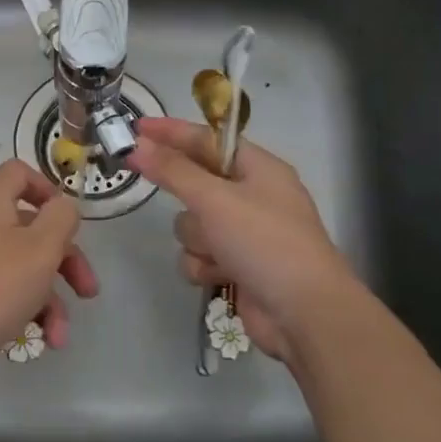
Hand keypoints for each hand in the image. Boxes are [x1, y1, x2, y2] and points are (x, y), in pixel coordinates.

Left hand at [0, 160, 98, 383]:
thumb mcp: (41, 248)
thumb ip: (61, 219)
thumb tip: (63, 206)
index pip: (17, 173)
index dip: (48, 190)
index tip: (69, 223)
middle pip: (27, 227)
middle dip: (63, 260)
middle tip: (87, 289)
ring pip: (17, 266)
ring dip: (48, 297)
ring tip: (61, 333)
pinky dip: (23, 310)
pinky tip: (42, 340)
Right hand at [126, 117, 351, 360]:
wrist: (304, 314)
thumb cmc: (265, 242)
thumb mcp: (215, 199)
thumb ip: (172, 171)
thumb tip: (137, 145)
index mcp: (258, 168)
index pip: (207, 140)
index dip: (171, 132)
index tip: (136, 128)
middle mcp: (252, 197)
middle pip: (195, 184)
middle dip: (187, 200)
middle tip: (158, 189)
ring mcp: (244, 234)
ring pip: (192, 225)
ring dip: (197, 240)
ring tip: (217, 252)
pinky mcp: (236, 266)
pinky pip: (200, 255)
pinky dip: (204, 265)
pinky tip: (219, 276)